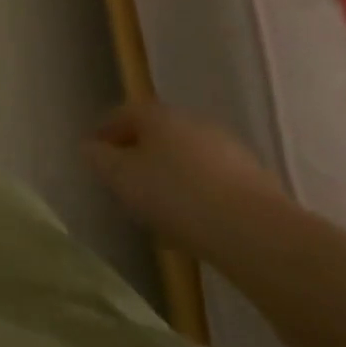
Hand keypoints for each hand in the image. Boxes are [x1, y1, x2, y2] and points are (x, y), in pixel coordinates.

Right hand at [84, 103, 286, 255]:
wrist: (257, 232)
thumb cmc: (176, 196)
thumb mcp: (122, 179)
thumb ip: (100, 159)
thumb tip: (88, 146)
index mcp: (158, 115)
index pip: (123, 114)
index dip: (105, 132)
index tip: (93, 153)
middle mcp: (193, 122)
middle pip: (157, 133)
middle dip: (139, 153)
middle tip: (124, 180)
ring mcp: (227, 149)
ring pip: (186, 156)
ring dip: (169, 173)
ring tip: (158, 205)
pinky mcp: (253, 179)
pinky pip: (211, 179)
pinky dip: (196, 191)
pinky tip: (192, 220)